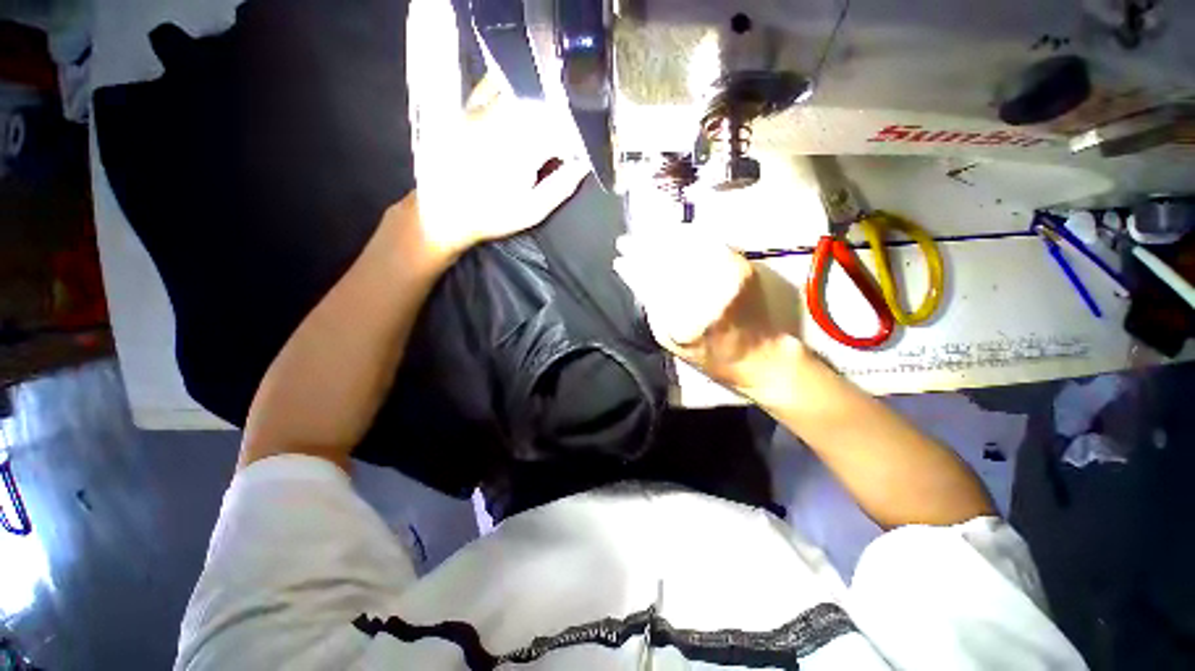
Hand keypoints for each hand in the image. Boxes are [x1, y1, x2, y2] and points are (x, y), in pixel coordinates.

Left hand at [410, 75, 589, 258]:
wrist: (443, 211)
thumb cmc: (491, 215)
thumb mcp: (532, 211)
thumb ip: (561, 186)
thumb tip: (584, 165)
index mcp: (524, 145)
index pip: (563, 130)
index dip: (576, 142)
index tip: (578, 156)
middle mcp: (504, 118)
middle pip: (545, 105)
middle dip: (560, 122)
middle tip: (563, 142)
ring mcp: (483, 109)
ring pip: (521, 91)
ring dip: (540, 103)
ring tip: (544, 125)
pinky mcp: (466, 108)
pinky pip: (490, 86)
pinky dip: (508, 88)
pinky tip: (516, 100)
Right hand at [612, 230, 804, 398]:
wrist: (757, 355)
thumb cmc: (707, 354)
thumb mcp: (669, 340)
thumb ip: (651, 307)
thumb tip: (633, 274)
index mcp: (686, 322)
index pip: (651, 283)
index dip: (633, 267)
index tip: (619, 259)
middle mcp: (708, 296)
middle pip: (667, 261)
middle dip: (642, 248)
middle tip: (625, 242)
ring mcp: (729, 278)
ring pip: (686, 247)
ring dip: (661, 237)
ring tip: (645, 235)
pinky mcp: (743, 267)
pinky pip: (709, 242)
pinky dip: (687, 235)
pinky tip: (672, 232)